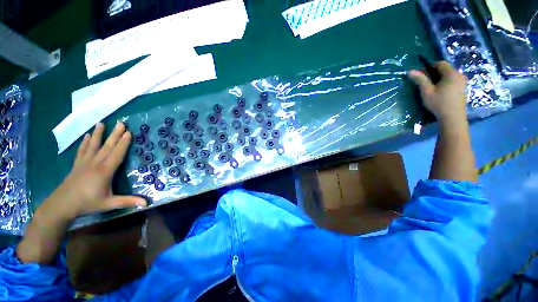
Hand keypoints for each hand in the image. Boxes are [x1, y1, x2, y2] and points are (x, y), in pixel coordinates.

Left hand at [47, 122, 145, 219]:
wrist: (62, 205)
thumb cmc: (87, 204)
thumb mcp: (109, 204)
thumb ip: (127, 202)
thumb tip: (147, 203)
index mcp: (104, 171)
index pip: (116, 154)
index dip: (123, 143)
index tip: (129, 133)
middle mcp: (95, 163)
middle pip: (107, 146)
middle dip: (115, 134)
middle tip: (121, 123)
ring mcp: (84, 163)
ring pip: (93, 145)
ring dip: (98, 134)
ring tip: (101, 123)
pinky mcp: (77, 165)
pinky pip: (82, 150)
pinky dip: (86, 142)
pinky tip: (87, 135)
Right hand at [408, 61, 467, 125]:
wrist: (453, 118)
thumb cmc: (439, 103)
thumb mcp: (427, 91)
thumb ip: (420, 80)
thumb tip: (410, 71)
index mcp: (451, 73)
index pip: (440, 63)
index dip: (430, 67)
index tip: (423, 77)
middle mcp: (459, 75)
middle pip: (446, 69)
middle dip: (435, 74)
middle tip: (427, 84)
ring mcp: (463, 82)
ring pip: (450, 75)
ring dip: (441, 79)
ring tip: (434, 89)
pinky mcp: (464, 88)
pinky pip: (454, 81)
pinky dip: (447, 83)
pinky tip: (442, 93)